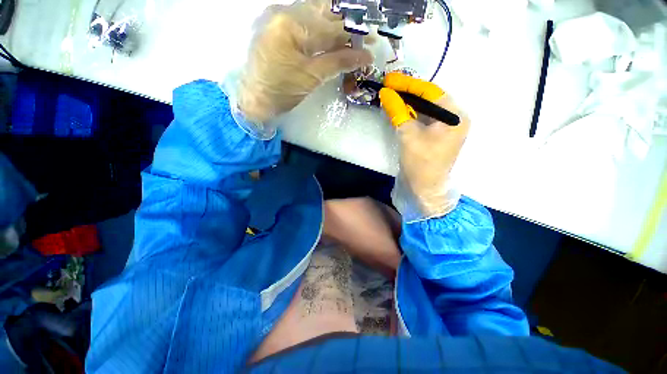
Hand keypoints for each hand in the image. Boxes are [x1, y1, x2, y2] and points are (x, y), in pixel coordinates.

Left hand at [238, 0, 372, 123]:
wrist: (256, 100)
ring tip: (352, 42)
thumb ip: (338, 62)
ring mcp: (279, 21)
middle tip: (364, 38)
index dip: (352, 32)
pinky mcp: (279, 32)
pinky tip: (334, 42)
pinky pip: (305, 28)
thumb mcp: (312, 77)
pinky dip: (321, 35)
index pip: (329, 24)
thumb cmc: (282, 91)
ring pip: (315, 20)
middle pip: (323, 15)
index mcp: (290, 23)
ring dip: (335, 30)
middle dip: (345, 27)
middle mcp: (284, 13)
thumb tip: (364, 57)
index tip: (370, 39)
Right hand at [379, 73, 470, 220]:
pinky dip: (411, 113)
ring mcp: (446, 127)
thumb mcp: (408, 135)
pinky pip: (424, 119)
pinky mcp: (437, 135)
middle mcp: (454, 118)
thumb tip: (386, 93)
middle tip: (389, 86)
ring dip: (408, 102)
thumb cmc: (421, 163)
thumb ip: (398, 112)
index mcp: (455, 117)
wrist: (425, 188)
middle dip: (408, 92)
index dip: (409, 84)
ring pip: (425, 108)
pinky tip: (399, 109)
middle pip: (429, 99)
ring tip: (391, 95)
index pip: (431, 92)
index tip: (390, 79)